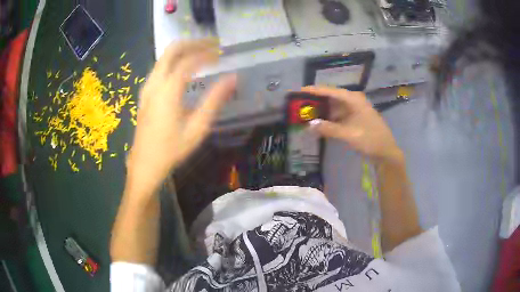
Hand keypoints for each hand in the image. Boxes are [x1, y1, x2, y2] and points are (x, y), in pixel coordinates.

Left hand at [127, 40, 236, 193]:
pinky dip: (174, 61)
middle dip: (193, 43)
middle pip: (172, 50)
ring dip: (183, 50)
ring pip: (164, 57)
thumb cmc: (171, 150)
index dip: (206, 54)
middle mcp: (155, 83)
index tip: (221, 54)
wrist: (145, 164)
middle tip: (212, 44)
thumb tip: (233, 79)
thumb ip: (214, 100)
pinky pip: (160, 67)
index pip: (188, 61)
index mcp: (168, 91)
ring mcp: (147, 87)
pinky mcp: (145, 93)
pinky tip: (185, 69)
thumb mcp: (197, 128)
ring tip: (202, 53)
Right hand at [302, 86, 402, 163]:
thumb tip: (309, 125)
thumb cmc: (371, 140)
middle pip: (331, 97)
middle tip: (299, 104)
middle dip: (316, 101)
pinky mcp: (354, 119)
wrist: (386, 152)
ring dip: (321, 111)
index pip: (330, 91)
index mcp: (353, 99)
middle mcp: (353, 101)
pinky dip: (329, 119)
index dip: (314, 90)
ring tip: (306, 113)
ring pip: (334, 107)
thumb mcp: (349, 134)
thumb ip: (329, 129)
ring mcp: (354, 110)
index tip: (299, 90)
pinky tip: (319, 123)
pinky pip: (338, 116)